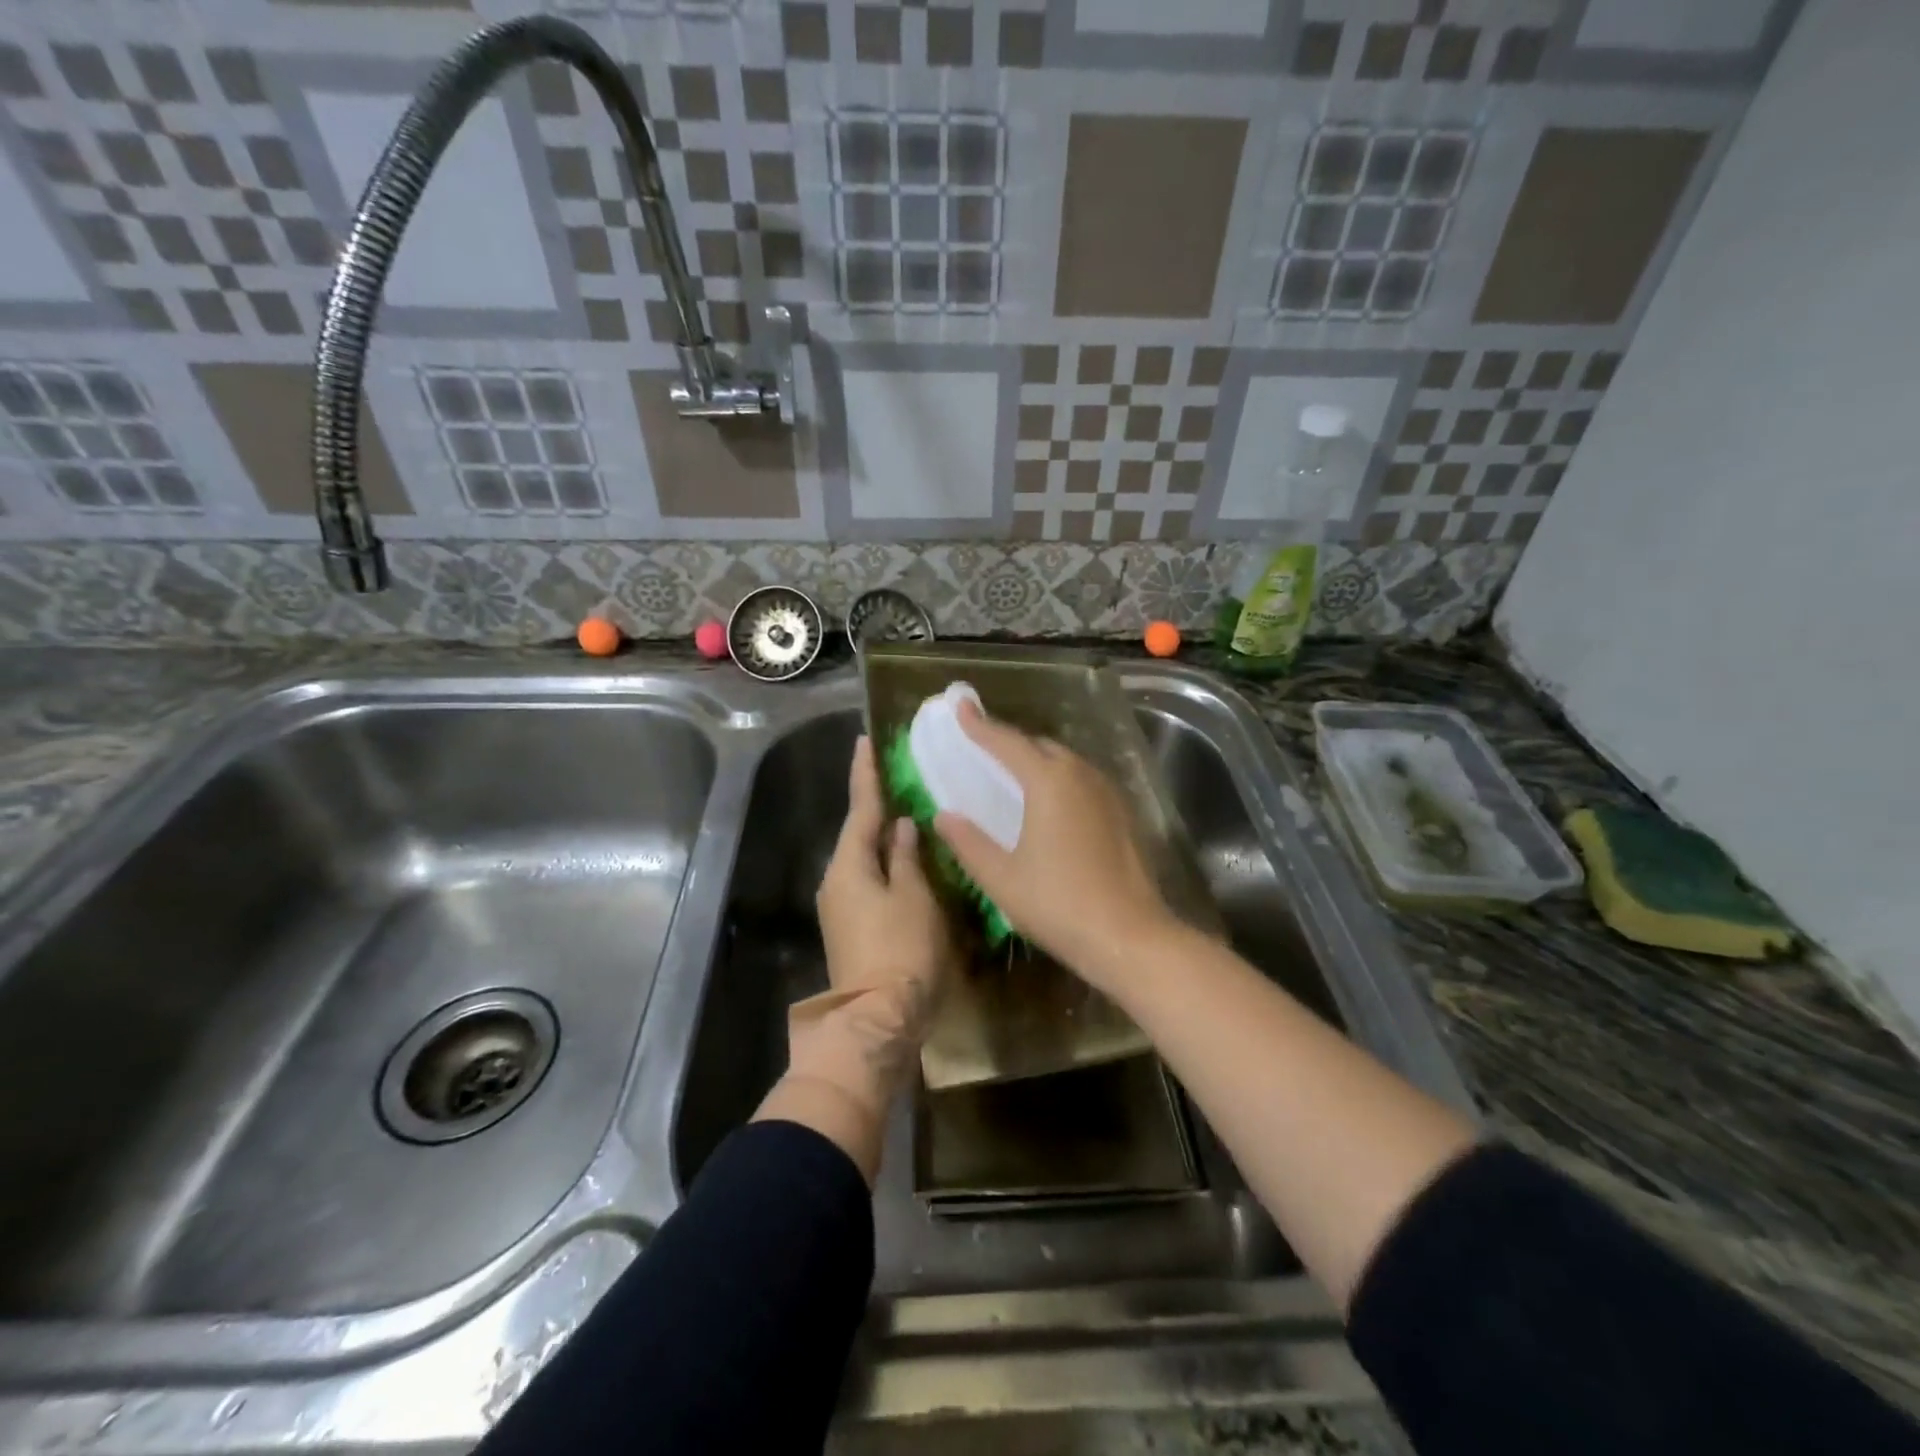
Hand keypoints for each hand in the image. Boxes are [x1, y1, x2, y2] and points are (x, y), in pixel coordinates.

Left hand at [811, 736, 956, 1076]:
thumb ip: (907, 857)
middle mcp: (836, 881)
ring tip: (907, 811)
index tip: (865, 742)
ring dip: (882, 835)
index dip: (865, 774)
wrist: (877, 1020)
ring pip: (864, 858)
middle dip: (875, 804)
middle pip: (858, 832)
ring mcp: (840, 907)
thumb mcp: (914, 897)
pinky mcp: (851, 927)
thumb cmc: (902, 951)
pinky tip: (906, 857)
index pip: (860, 808)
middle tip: (894, 774)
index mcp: (849, 866)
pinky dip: (885, 862)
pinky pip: (868, 879)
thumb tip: (900, 827)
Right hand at [933, 701, 1176, 990]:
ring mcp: (1107, 792)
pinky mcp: (1123, 813)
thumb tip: (944, 816)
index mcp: (1049, 782)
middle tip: (982, 746)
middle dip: (1010, 741)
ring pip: (1066, 761)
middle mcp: (1081, 775)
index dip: (980, 725)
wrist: (1130, 937)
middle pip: (1039, 745)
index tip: (960, 706)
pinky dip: (1059, 778)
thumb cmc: (1058, 905)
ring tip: (1012, 772)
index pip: (1007, 742)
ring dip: (1037, 759)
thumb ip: (968, 842)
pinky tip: (1050, 802)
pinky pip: (1083, 780)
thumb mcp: (1001, 878)